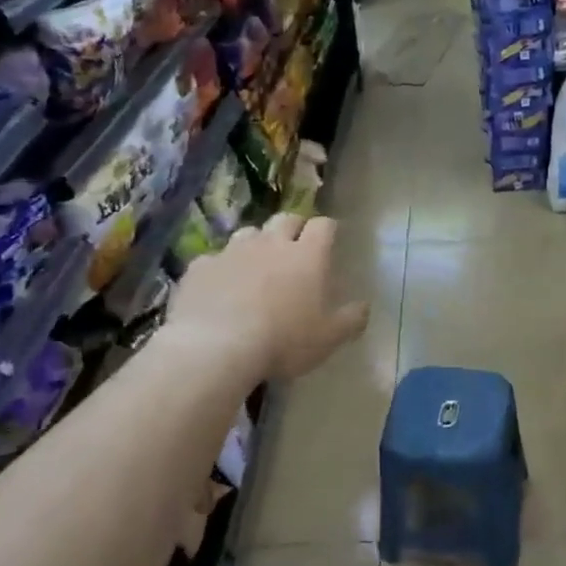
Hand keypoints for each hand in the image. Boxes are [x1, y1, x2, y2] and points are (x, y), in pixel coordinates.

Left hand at [167, 213, 370, 381]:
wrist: (216, 347)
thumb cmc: (284, 341)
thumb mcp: (329, 338)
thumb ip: (351, 319)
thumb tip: (365, 306)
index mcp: (307, 256)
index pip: (323, 225)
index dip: (327, 230)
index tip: (330, 240)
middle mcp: (271, 243)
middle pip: (286, 219)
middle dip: (293, 227)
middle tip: (295, 247)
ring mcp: (232, 251)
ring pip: (248, 233)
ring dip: (257, 243)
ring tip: (257, 264)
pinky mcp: (201, 266)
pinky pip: (214, 259)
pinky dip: (221, 268)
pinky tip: (220, 287)